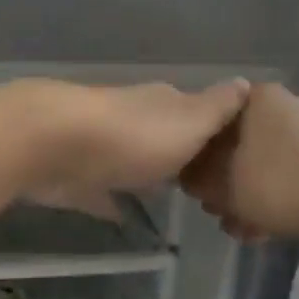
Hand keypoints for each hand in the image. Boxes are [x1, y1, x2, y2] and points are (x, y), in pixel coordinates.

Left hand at [7, 78, 252, 208]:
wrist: (53, 144)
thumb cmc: (134, 136)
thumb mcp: (190, 121)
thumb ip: (218, 107)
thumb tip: (245, 81)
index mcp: (164, 104)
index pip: (198, 111)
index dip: (216, 131)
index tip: (235, 156)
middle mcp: (134, 118)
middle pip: (163, 135)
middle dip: (181, 154)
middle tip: (206, 185)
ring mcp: (102, 146)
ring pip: (132, 160)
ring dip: (147, 174)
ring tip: (171, 199)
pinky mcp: (76, 176)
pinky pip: (101, 191)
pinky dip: (111, 200)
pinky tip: (123, 217)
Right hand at [180, 83, 298, 241]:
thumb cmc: (279, 185)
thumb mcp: (223, 186)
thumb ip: (199, 178)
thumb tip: (189, 175)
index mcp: (257, 99)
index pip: (213, 120)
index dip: (198, 155)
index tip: (194, 186)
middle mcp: (286, 106)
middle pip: (241, 144)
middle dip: (226, 182)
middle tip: (217, 211)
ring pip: (267, 165)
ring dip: (249, 196)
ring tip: (241, 229)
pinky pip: (292, 176)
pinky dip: (276, 199)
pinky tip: (265, 231)